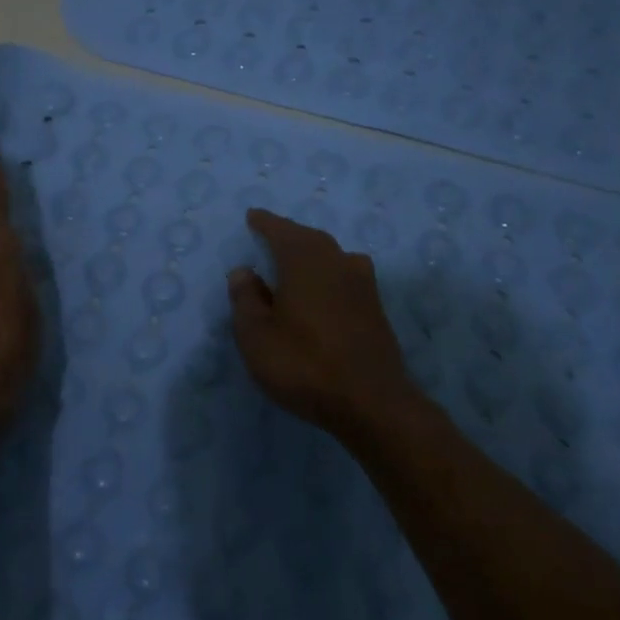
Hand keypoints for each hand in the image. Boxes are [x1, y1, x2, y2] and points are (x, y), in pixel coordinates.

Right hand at [227, 208, 417, 436]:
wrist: (372, 403)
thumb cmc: (304, 364)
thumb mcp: (257, 336)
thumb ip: (246, 299)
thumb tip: (243, 271)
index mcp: (305, 261)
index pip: (281, 231)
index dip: (265, 223)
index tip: (253, 216)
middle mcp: (337, 262)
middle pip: (311, 239)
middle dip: (290, 235)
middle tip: (272, 236)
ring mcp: (363, 285)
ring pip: (333, 256)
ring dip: (313, 254)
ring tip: (297, 262)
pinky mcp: (376, 309)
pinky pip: (346, 277)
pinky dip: (330, 275)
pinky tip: (323, 290)